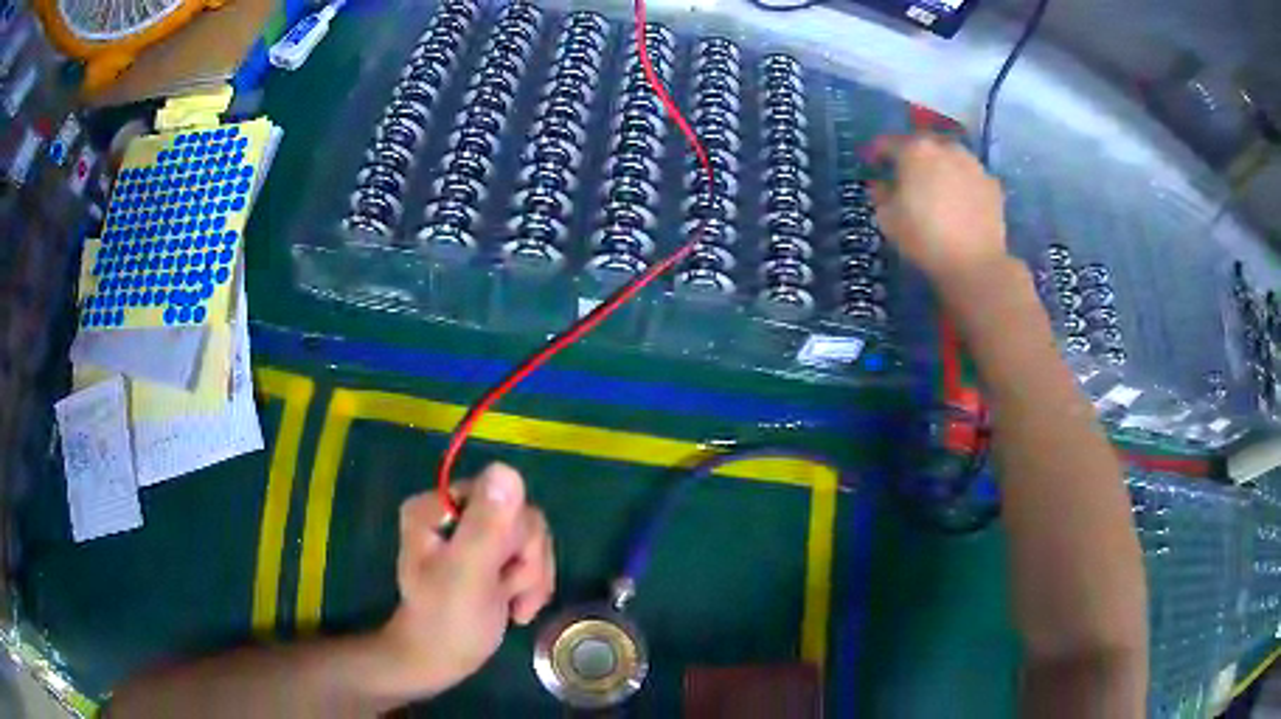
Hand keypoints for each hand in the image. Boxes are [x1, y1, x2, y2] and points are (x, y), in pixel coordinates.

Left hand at [377, 463, 554, 699]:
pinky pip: (534, 554)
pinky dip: (533, 585)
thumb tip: (507, 471)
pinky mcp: (493, 553)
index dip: (512, 538)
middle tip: (505, 593)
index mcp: (437, 506)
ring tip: (511, 604)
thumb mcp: (467, 574)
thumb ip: (486, 526)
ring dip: (531, 578)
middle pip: (522, 517)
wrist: (443, 660)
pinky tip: (517, 607)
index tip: (499, 573)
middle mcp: (457, 510)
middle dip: (524, 563)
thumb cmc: (447, 621)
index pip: (501, 496)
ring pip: (533, 538)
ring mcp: (476, 532)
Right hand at [870, 135, 1010, 297]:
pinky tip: (960, 203)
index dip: (876, 153)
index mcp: (915, 150)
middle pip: (923, 144)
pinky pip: (970, 177)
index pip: (887, 143)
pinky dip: (962, 184)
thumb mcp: (887, 219)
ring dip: (940, 166)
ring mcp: (973, 164)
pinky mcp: (993, 184)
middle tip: (906, 175)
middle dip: (912, 156)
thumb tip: (882, 185)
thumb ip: (881, 194)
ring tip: (936, 187)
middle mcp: (945, 147)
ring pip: (950, 157)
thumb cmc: (924, 237)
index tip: (872, 165)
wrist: (975, 263)